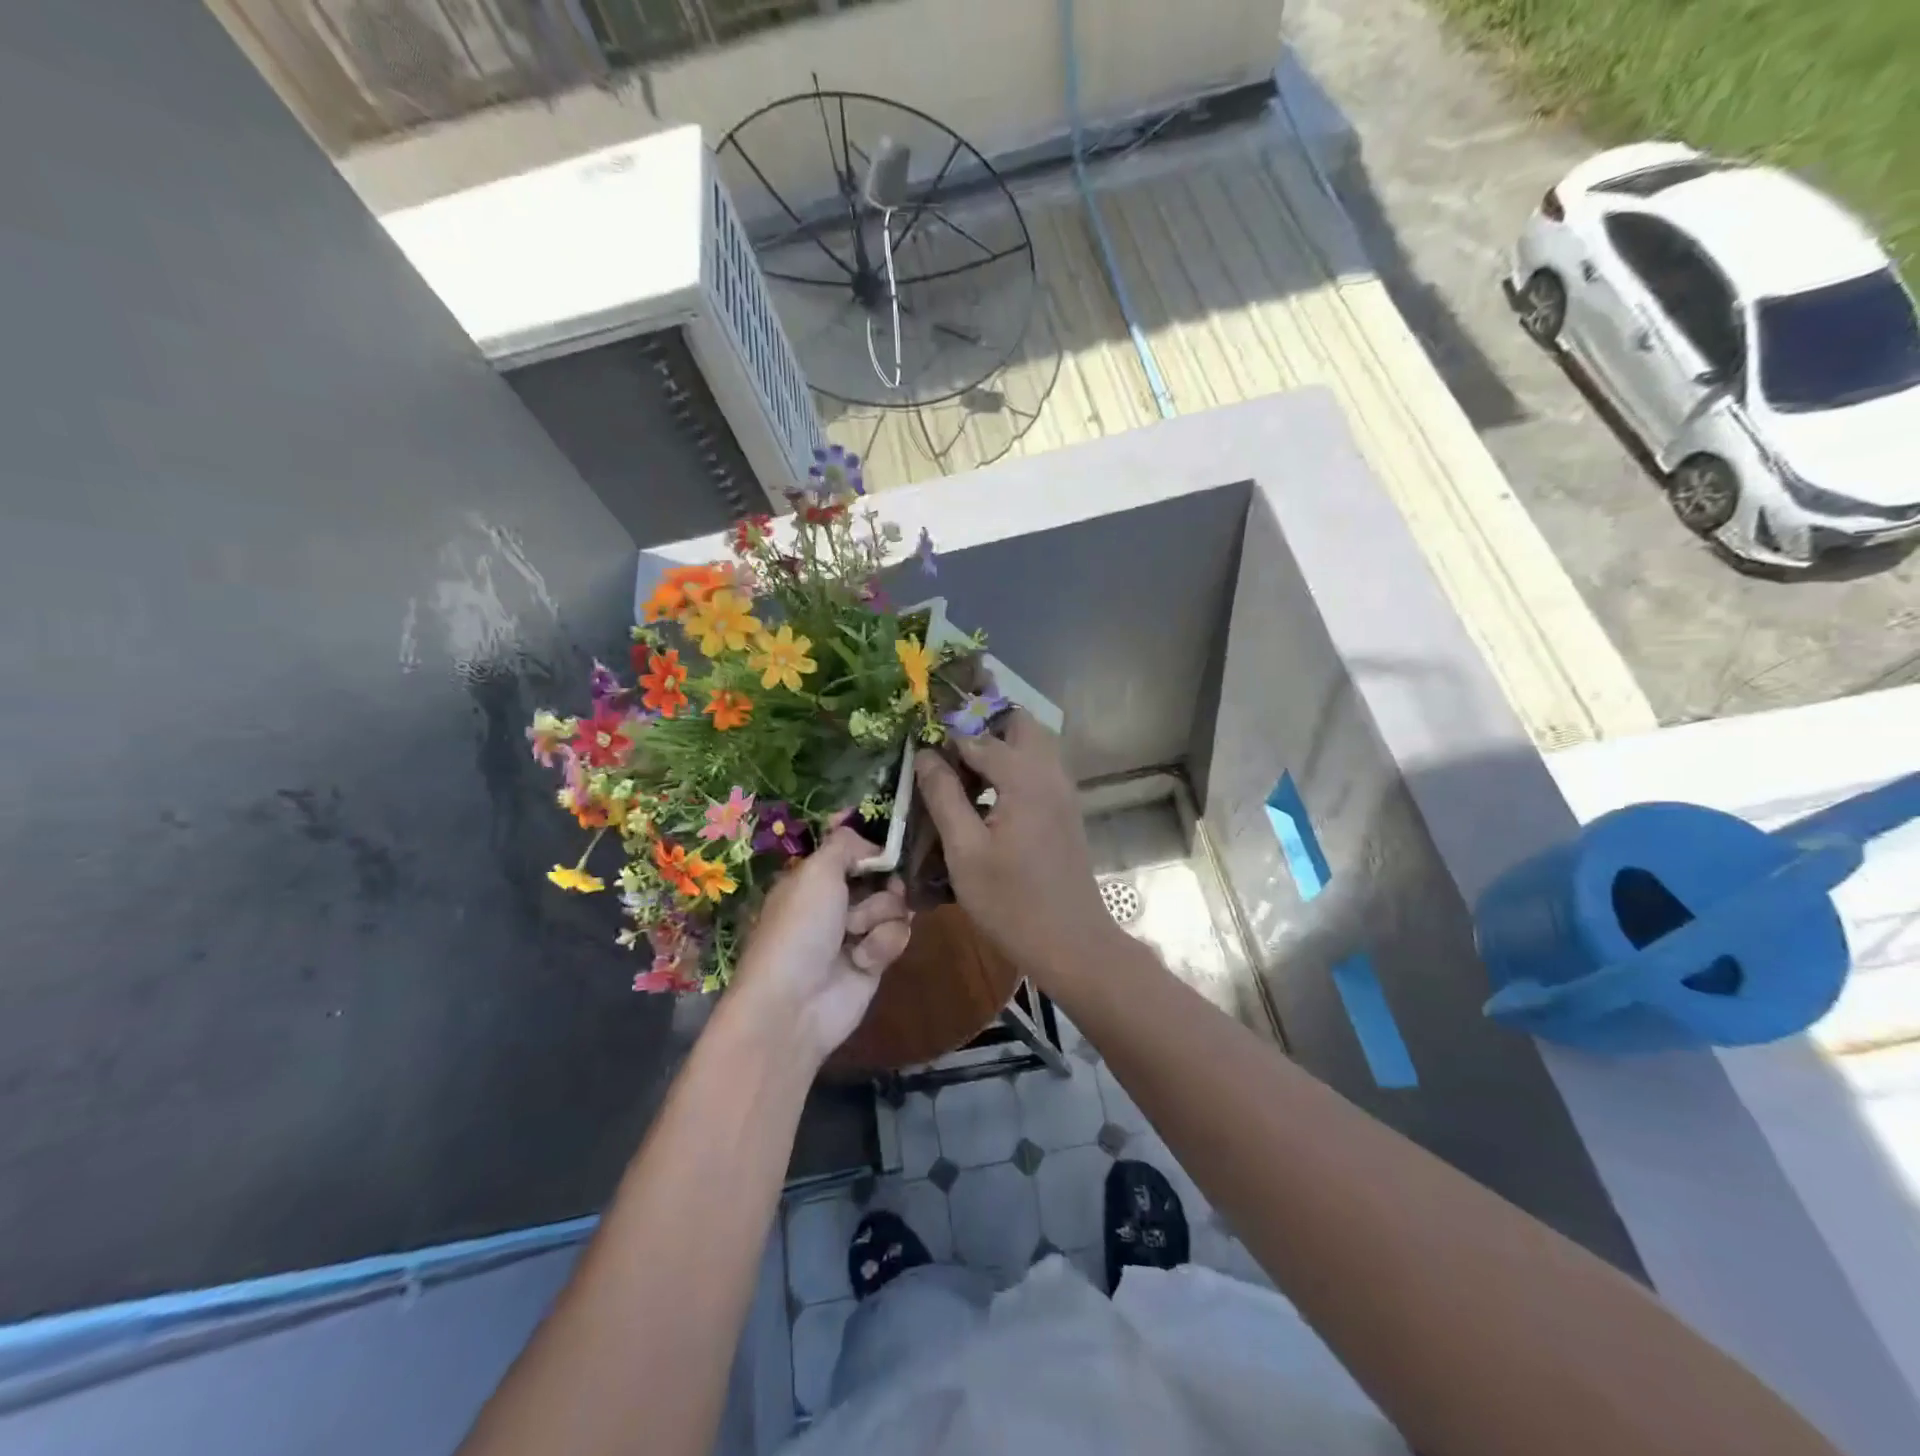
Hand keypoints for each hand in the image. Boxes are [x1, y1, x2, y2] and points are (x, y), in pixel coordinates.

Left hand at [729, 827, 912, 1065]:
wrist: (795, 1004)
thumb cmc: (800, 928)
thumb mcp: (816, 871)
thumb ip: (846, 844)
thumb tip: (873, 845)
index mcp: (814, 877)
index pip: (853, 850)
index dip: (872, 848)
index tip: (885, 849)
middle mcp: (835, 900)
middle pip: (883, 875)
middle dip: (884, 883)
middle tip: (879, 890)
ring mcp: (856, 931)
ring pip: (895, 904)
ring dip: (880, 916)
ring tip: (856, 934)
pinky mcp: (875, 959)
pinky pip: (898, 935)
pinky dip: (883, 944)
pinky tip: (863, 960)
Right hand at [913, 711, 1118, 988]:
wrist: (1072, 943)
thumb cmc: (1011, 902)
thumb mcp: (964, 851)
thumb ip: (944, 796)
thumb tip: (926, 754)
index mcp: (1025, 778)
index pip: (980, 737)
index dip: (948, 737)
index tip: (920, 743)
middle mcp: (1050, 773)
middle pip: (1020, 724)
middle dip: (983, 725)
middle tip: (947, 749)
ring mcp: (1063, 792)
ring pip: (1033, 745)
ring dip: (1000, 745)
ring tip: (961, 771)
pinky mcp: (1066, 811)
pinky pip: (1039, 769)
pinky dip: (1014, 767)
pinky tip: (987, 797)